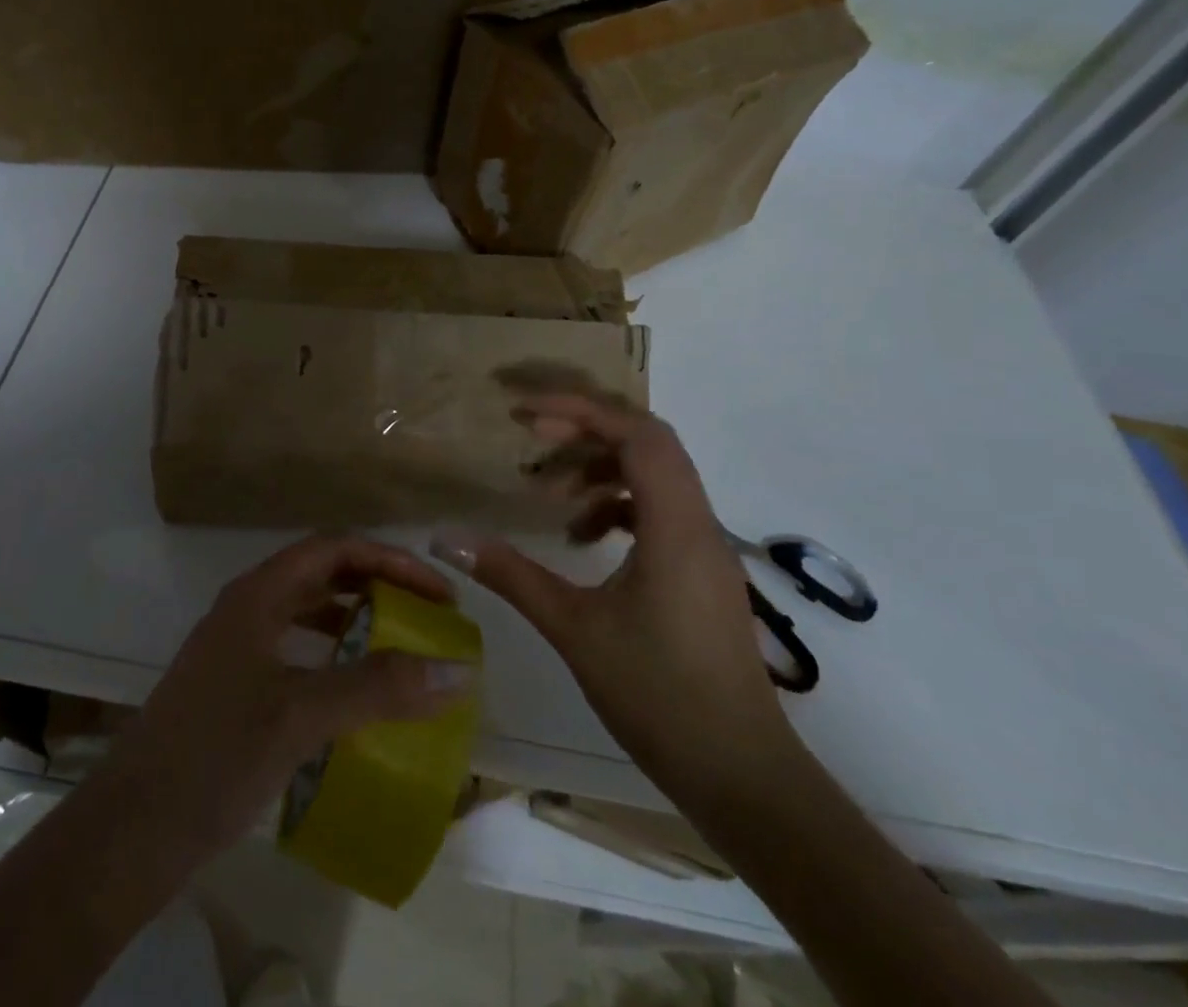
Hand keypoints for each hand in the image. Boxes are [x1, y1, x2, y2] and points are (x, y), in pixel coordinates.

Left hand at [97, 534, 474, 862]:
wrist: (131, 829)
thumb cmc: (214, 757)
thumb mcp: (301, 716)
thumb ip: (377, 688)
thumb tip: (456, 669)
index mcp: (258, 594)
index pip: (334, 548)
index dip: (390, 560)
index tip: (437, 592)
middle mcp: (248, 606)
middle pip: (322, 572)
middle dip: (377, 583)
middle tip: (427, 613)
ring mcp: (238, 645)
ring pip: (308, 609)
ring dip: (356, 615)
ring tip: (401, 641)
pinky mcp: (236, 683)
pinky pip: (297, 647)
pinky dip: (333, 652)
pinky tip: (355, 687)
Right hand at [432, 389, 797, 804]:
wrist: (742, 777)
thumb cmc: (658, 696)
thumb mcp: (573, 629)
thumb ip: (510, 574)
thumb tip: (446, 539)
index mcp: (675, 527)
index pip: (637, 435)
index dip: (581, 411)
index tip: (526, 414)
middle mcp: (699, 525)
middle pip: (649, 443)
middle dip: (587, 431)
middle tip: (533, 439)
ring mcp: (705, 549)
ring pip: (656, 475)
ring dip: (601, 470)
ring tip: (551, 498)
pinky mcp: (702, 572)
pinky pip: (660, 511)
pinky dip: (618, 506)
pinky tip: (582, 539)